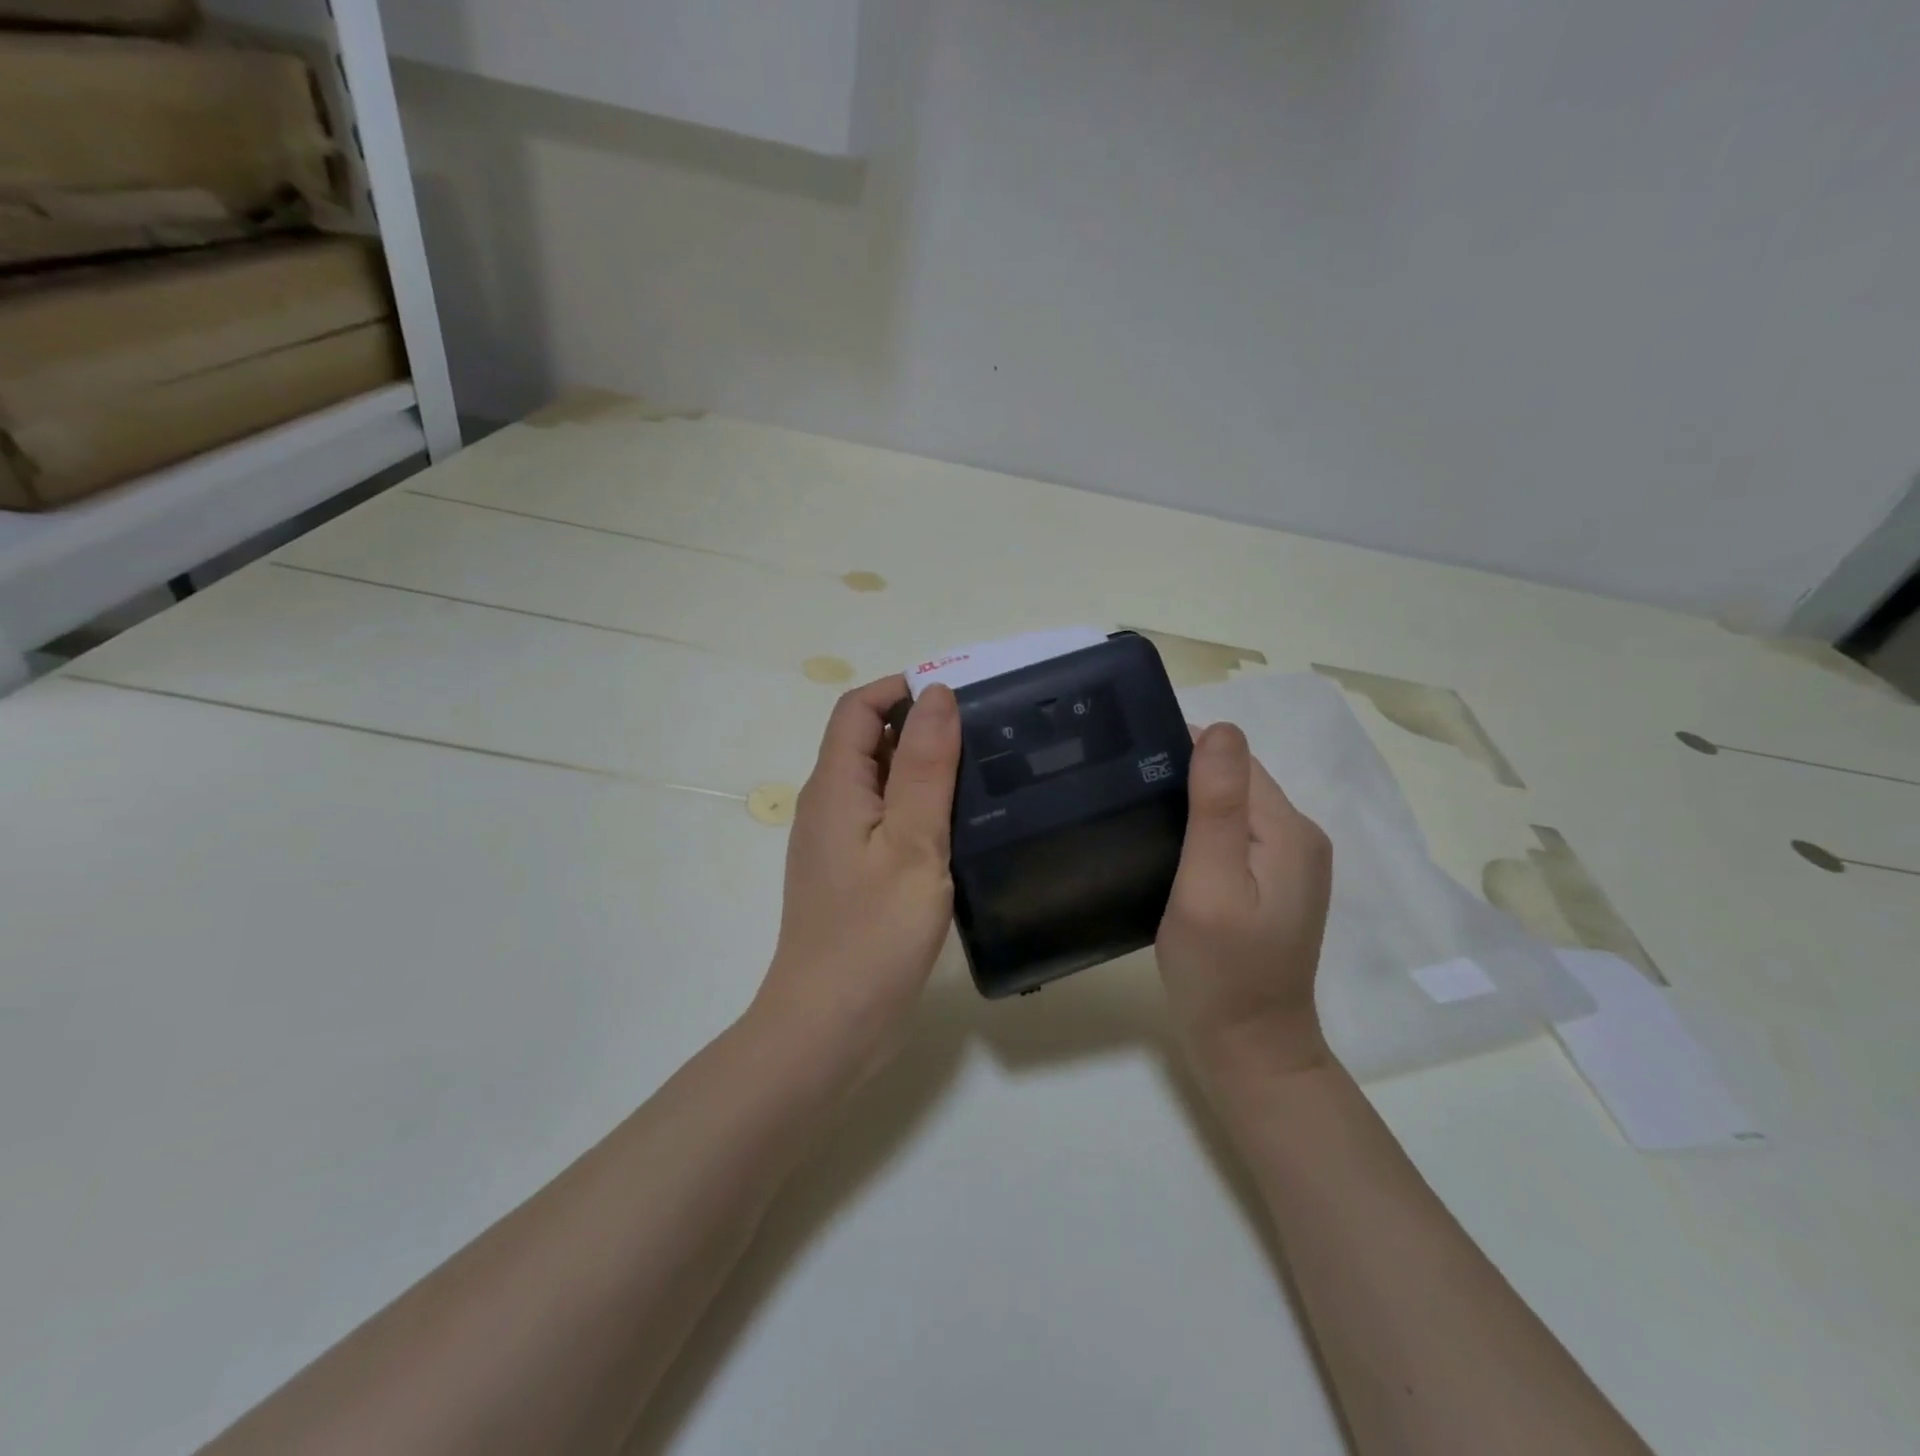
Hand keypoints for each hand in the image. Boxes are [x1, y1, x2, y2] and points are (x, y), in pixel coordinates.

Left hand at [753, 676, 961, 1078]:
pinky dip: (919, 810)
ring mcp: (838, 843)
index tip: (958, 697)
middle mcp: (829, 806)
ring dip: (924, 770)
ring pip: (881, 783)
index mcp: (834, 787)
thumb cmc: (873, 934)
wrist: (830, 1026)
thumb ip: (924, 766)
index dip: (901, 689)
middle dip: (920, 727)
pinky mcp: (852, 874)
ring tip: (983, 777)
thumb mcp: (911, 842)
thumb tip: (935, 693)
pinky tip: (959, 830)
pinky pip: (885, 820)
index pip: (858, 708)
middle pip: (868, 741)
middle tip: (984, 737)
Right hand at [1156, 722, 1334, 1085]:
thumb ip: (1217, 807)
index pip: (1234, 761)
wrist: (1249, 1046)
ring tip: (1137, 816)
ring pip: (1232, 807)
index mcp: (1290, 829)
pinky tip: (1168, 848)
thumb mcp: (1211, 884)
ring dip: (1189, 803)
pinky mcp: (1274, 884)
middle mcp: (1300, 836)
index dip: (1182, 753)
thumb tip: (1220, 728)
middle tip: (1123, 794)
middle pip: (1235, 780)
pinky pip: (1233, 836)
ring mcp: (1290, 862)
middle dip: (1184, 776)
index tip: (1128, 765)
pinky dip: (1200, 831)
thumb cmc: (1222, 969)